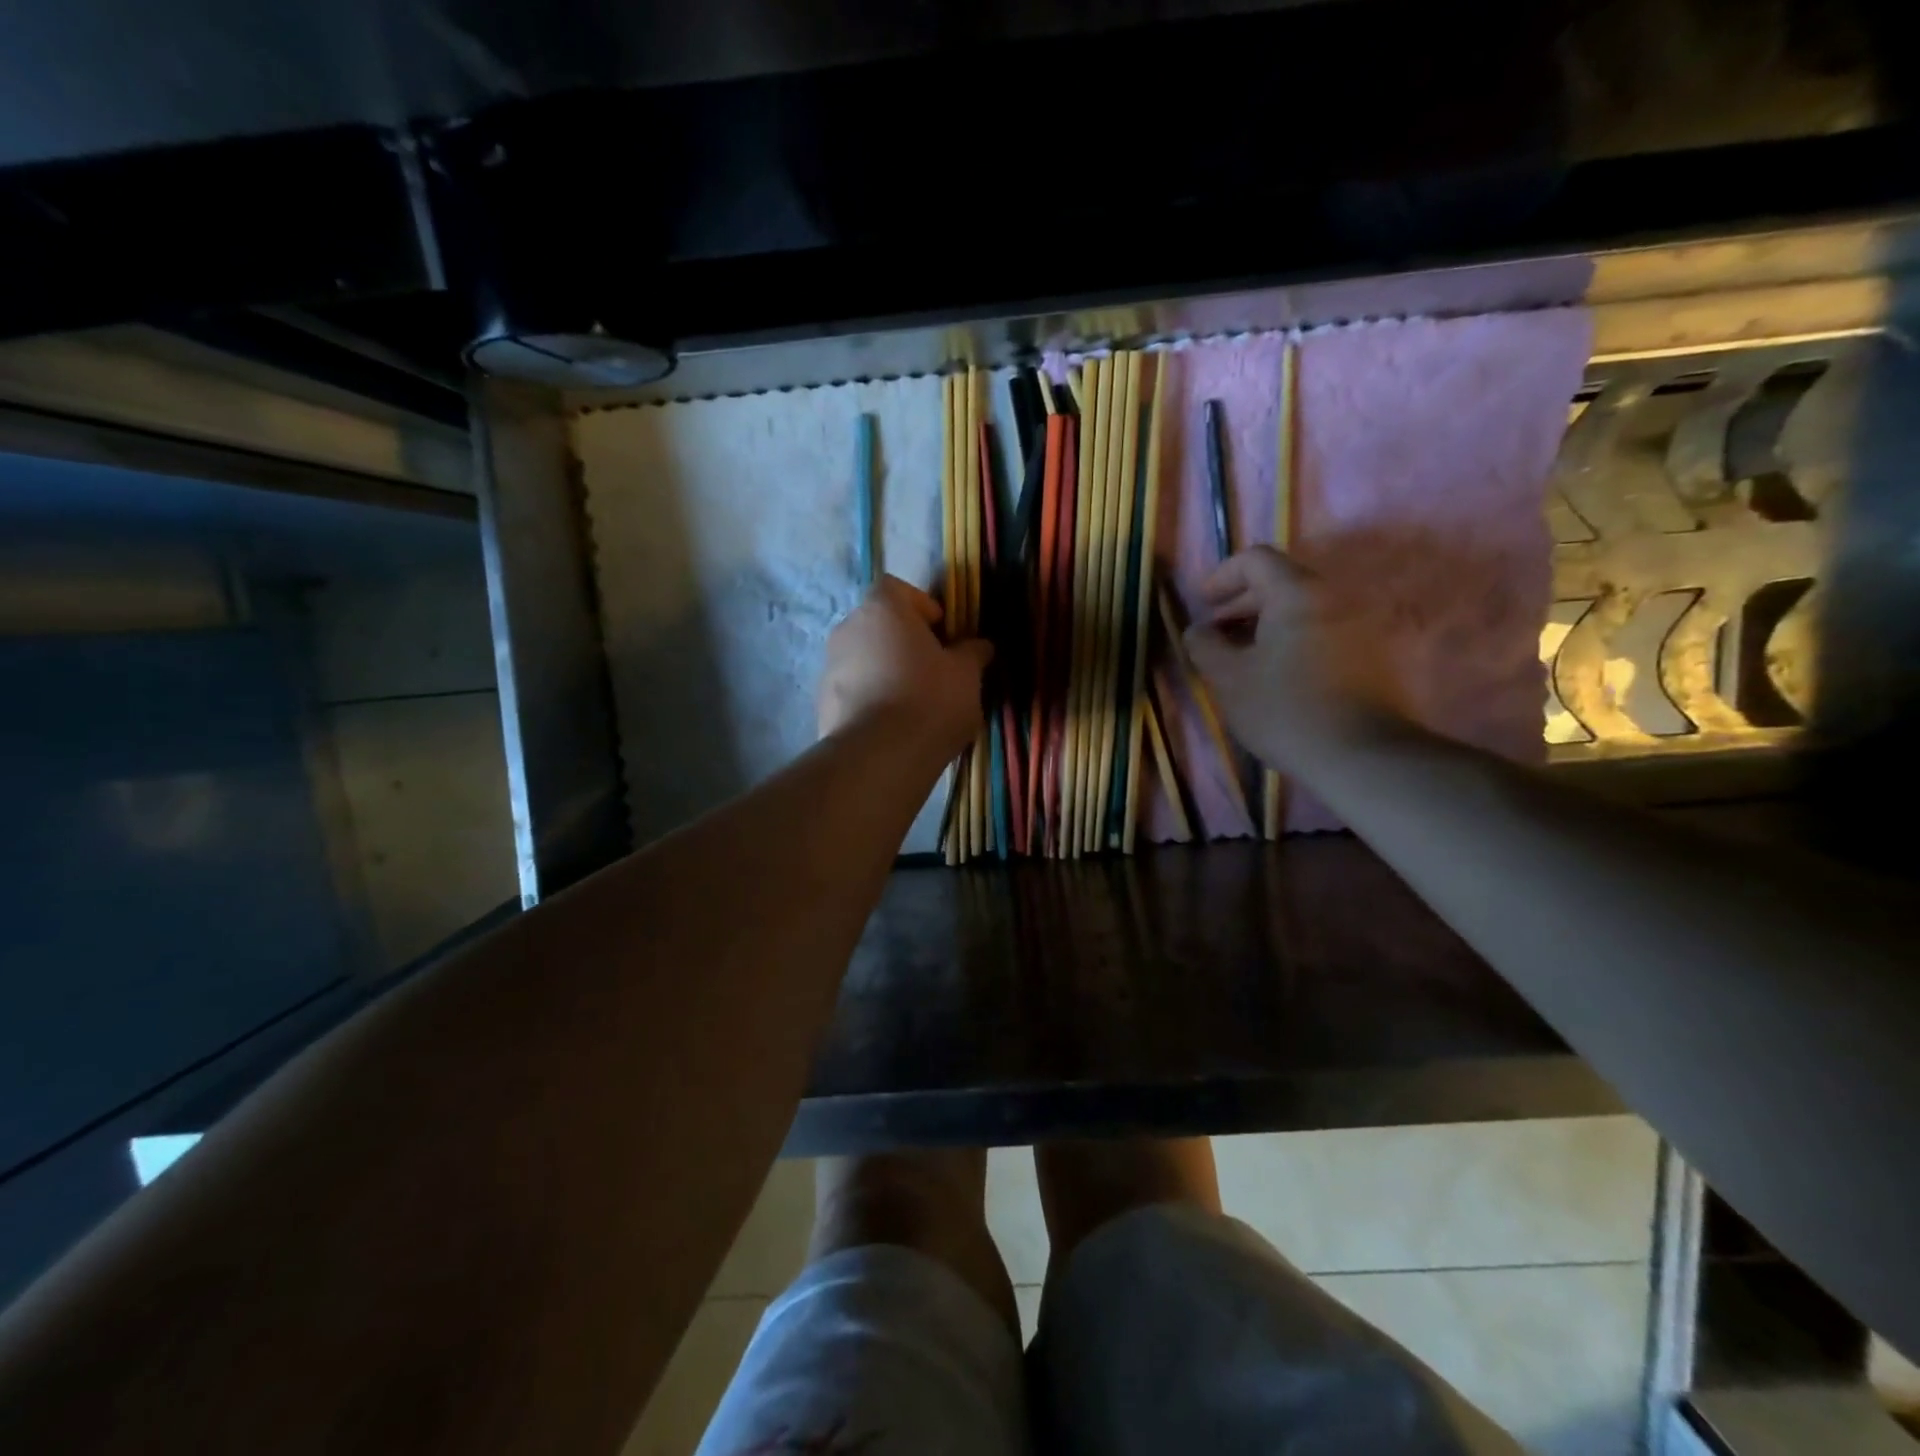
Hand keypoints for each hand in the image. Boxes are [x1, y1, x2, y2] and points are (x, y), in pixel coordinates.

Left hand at [818, 576, 992, 755]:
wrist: (878, 757)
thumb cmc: (929, 700)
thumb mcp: (966, 675)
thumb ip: (972, 653)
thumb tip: (980, 646)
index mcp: (882, 609)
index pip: (897, 589)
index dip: (922, 607)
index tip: (943, 635)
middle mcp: (847, 628)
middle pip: (879, 625)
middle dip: (904, 643)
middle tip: (934, 671)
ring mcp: (829, 666)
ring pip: (864, 659)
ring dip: (886, 672)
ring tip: (914, 705)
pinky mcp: (821, 703)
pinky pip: (853, 690)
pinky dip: (871, 699)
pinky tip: (893, 727)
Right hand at [1183, 546, 1400, 772]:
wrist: (1361, 755)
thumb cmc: (1285, 710)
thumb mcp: (1228, 678)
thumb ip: (1205, 645)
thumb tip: (1198, 629)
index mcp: (1297, 594)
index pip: (1255, 560)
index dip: (1222, 577)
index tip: (1203, 604)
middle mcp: (1335, 597)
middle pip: (1281, 582)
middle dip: (1242, 603)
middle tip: (1217, 635)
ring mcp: (1360, 625)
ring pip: (1303, 610)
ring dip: (1267, 625)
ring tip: (1244, 658)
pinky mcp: (1372, 654)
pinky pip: (1323, 631)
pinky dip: (1294, 640)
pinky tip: (1278, 674)